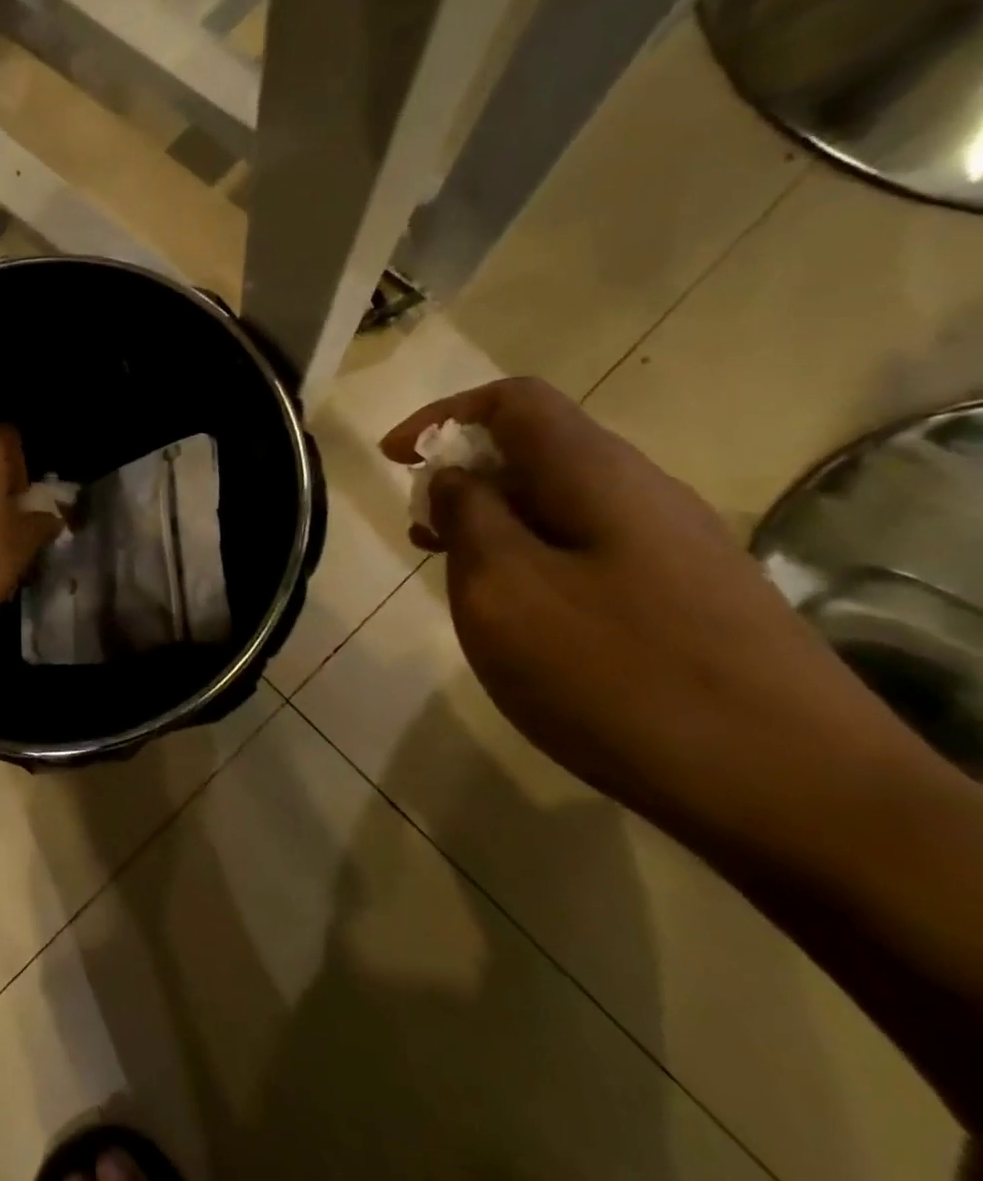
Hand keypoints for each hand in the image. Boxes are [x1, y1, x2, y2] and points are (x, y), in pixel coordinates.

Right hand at [380, 377, 932, 871]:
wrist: (800, 793)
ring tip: (454, 573)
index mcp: (595, 474)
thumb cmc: (619, 674)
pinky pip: (588, 549)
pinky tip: (520, 617)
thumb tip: (454, 477)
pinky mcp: (687, 597)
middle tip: (419, 530)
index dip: (443, 415)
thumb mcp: (505, 590)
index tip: (394, 460)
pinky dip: (533, 559)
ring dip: (495, 521)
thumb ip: (468, 517)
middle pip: (537, 448)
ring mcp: (673, 547)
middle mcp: (640, 493)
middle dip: (463, 475)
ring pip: (561, 503)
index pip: (513, 401)